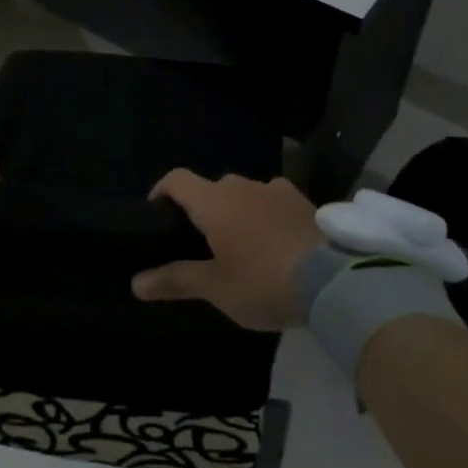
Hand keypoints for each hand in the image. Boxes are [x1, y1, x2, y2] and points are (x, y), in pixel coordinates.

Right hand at [131, 169, 322, 330]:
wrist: (332, 279)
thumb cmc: (262, 281)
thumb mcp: (216, 287)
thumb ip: (175, 280)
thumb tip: (135, 282)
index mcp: (213, 201)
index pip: (177, 179)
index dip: (161, 191)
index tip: (156, 213)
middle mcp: (241, 185)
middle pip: (212, 188)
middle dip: (203, 209)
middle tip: (202, 243)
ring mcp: (275, 189)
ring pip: (244, 193)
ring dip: (237, 211)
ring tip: (242, 245)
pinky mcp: (302, 200)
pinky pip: (273, 201)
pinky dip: (265, 214)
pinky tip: (275, 242)